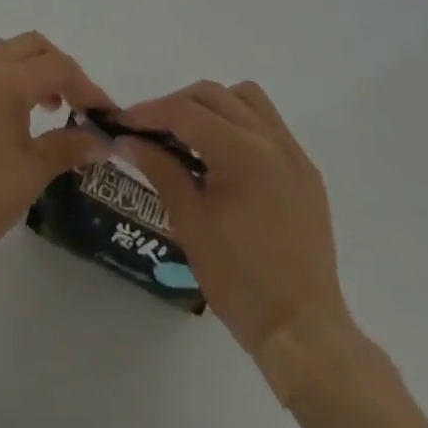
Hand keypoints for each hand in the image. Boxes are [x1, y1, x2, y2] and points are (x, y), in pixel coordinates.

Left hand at [0, 32, 112, 268]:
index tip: (102, 114)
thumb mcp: (32, 173)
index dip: (87, 87)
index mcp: (7, 79)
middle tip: (71, 103)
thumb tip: (100, 139)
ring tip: (38, 112)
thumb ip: (68, 147)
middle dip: (57, 67)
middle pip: (30, 46)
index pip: (58, 66)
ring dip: (26, 72)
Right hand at [120, 81, 351, 361]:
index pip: (185, 112)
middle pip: (213, 95)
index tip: (122, 122)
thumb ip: (160, 169)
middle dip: (176, 105)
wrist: (303, 331)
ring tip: (191, 135)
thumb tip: (128, 140)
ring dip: (213, 105)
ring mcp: (293, 151)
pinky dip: (240, 122)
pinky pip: (268, 123)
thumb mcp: (190, 223)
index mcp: (241, 152)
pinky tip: (225, 154)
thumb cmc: (240, 281)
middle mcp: (270, 139)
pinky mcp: (305, 169)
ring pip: (245, 97)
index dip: (149, 113)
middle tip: (150, 130)